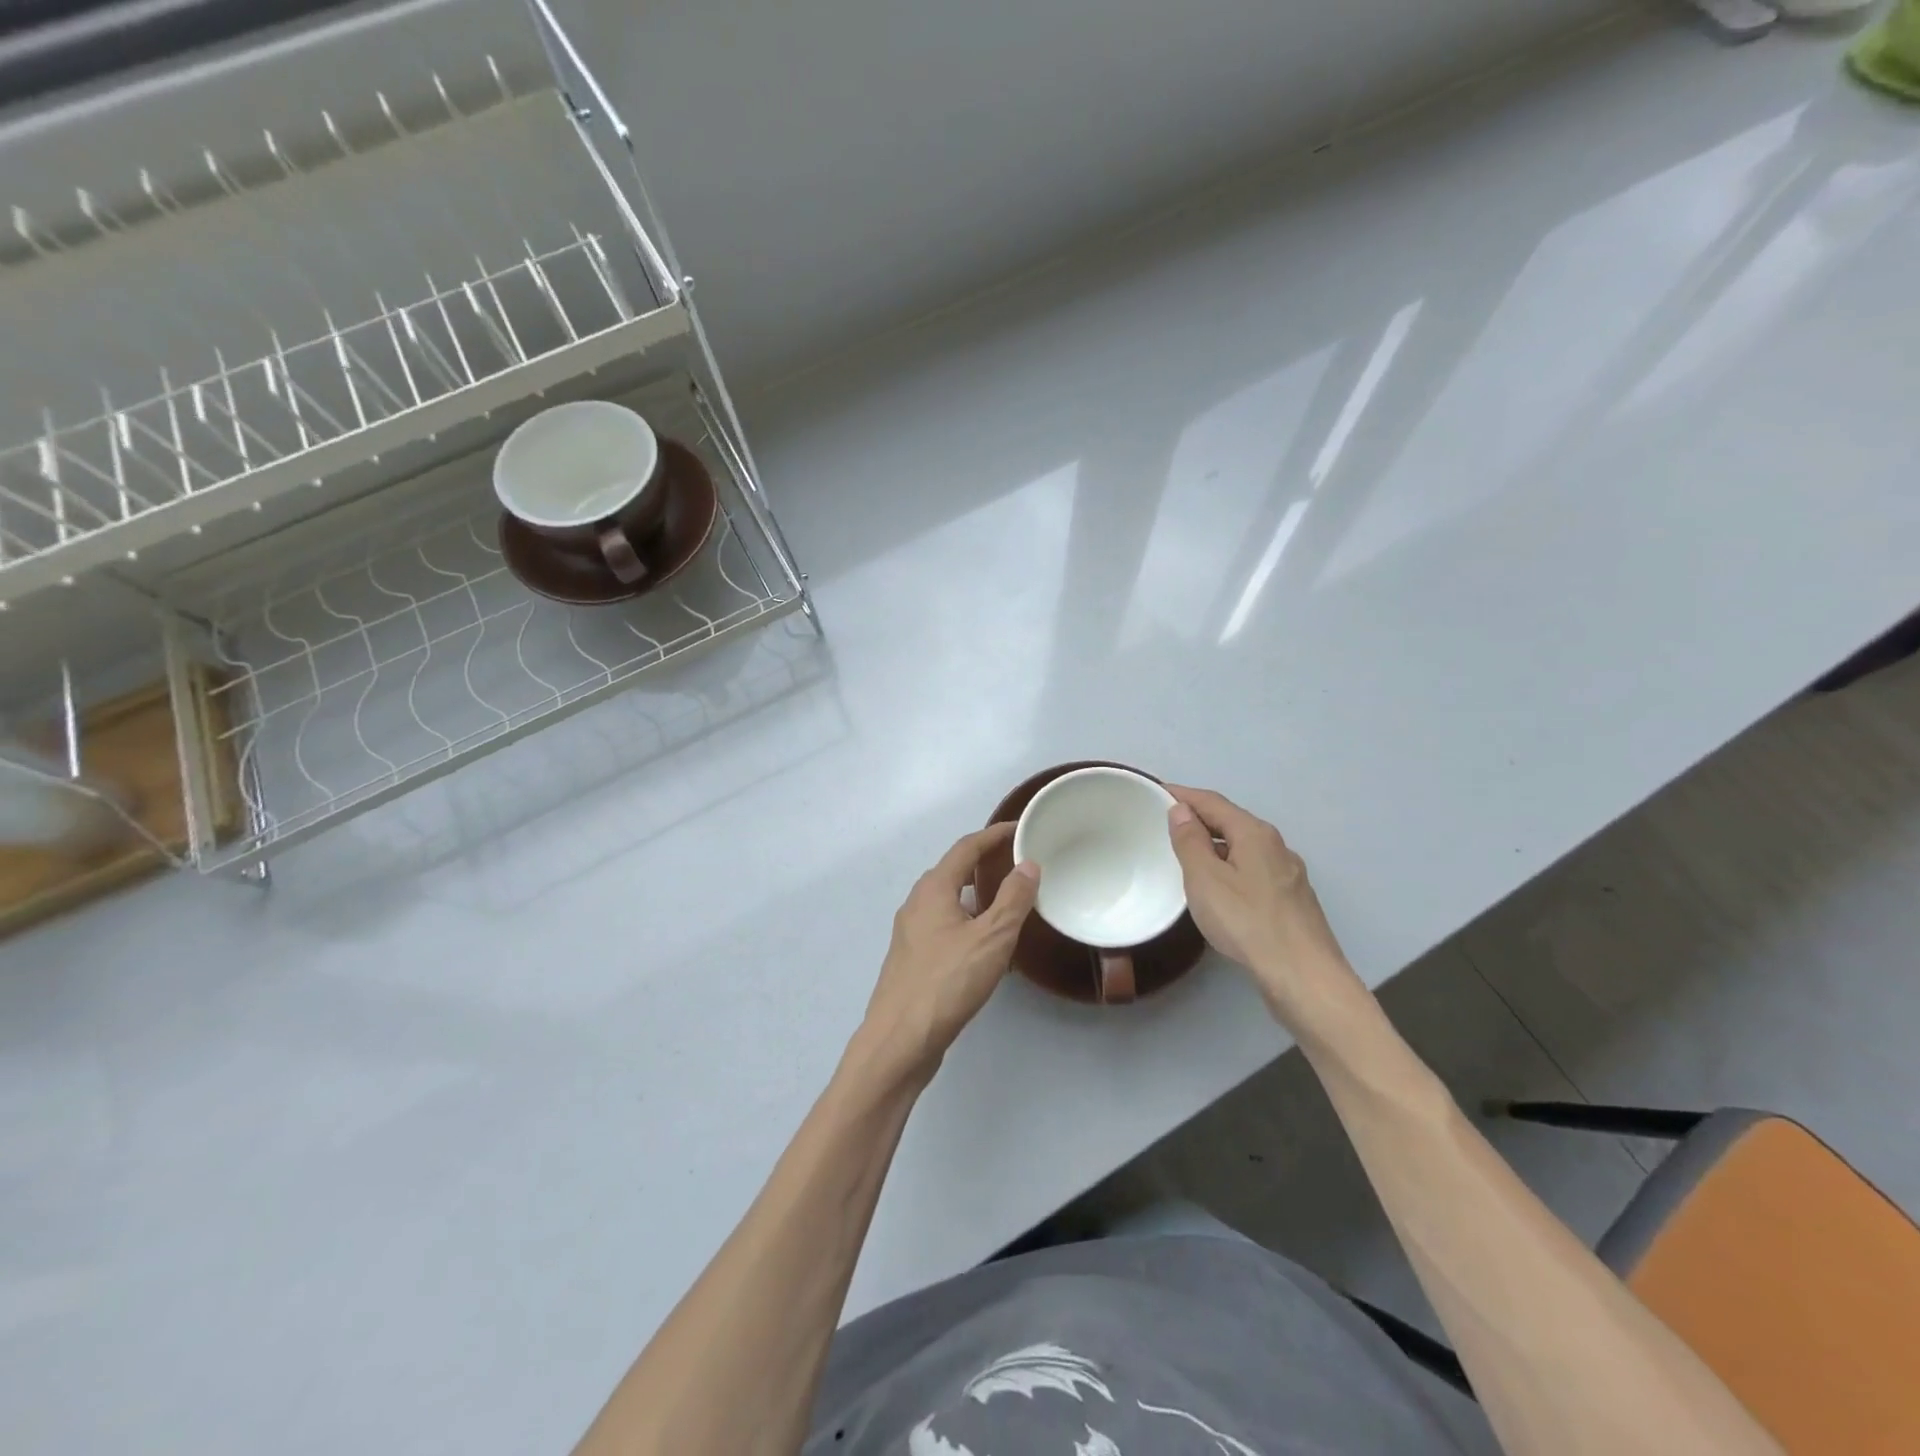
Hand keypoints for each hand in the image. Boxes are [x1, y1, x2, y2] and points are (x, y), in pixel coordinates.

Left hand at [861, 823, 1038, 1077]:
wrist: (900, 1040)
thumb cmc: (947, 982)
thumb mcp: (991, 938)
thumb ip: (1013, 899)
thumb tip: (1028, 865)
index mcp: (933, 890)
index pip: (966, 848)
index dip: (994, 836)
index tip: (1020, 829)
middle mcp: (916, 904)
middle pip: (954, 872)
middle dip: (984, 865)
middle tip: (1018, 866)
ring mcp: (910, 934)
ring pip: (949, 903)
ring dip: (977, 898)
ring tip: (1008, 906)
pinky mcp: (912, 960)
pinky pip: (944, 928)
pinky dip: (967, 924)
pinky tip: (986, 948)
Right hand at [1164, 786, 1363, 1032]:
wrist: (1304, 976)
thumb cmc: (1247, 922)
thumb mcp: (1205, 879)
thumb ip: (1190, 842)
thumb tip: (1181, 810)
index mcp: (1254, 833)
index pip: (1212, 802)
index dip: (1183, 795)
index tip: (1155, 791)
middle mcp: (1276, 846)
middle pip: (1231, 821)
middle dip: (1198, 818)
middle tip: (1164, 823)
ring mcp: (1287, 874)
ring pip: (1243, 848)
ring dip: (1214, 845)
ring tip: (1185, 854)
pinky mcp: (1291, 900)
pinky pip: (1252, 870)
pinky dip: (1229, 866)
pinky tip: (1218, 887)